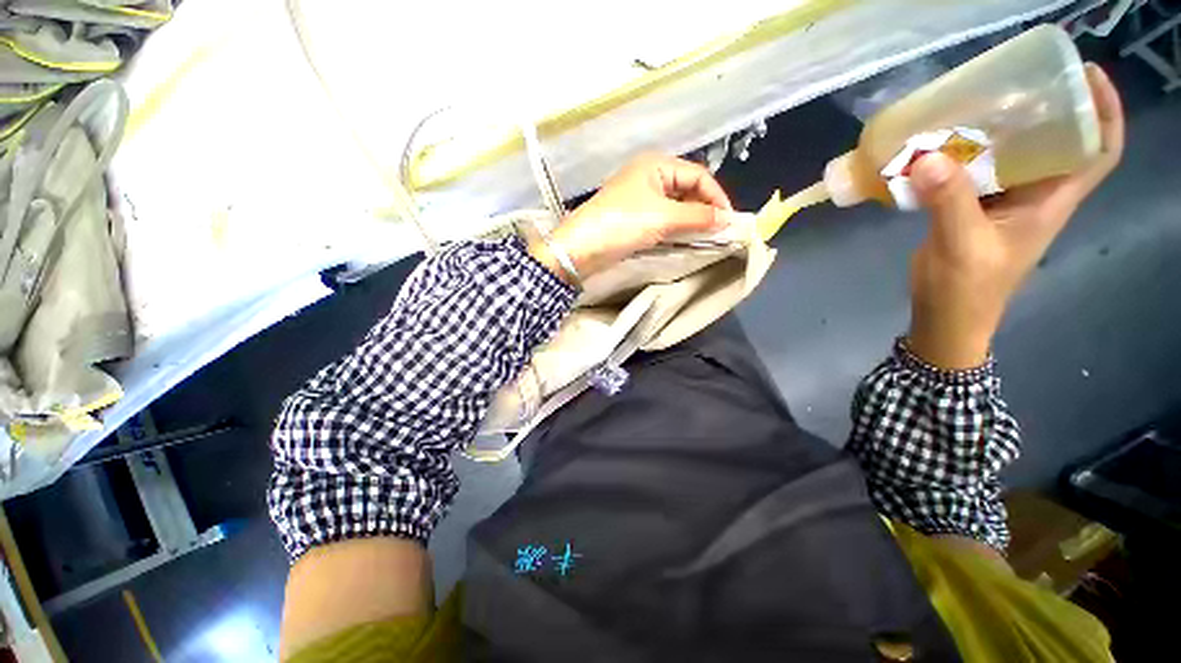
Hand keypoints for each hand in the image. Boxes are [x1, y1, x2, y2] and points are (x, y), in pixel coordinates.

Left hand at [528, 153, 733, 281]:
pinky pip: (663, 219)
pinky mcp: (633, 218)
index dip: (716, 196)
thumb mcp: (663, 218)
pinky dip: (676, 228)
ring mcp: (640, 199)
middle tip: (719, 232)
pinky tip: (685, 240)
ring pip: (675, 206)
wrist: (582, 248)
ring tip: (706, 238)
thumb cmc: (622, 224)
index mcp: (656, 165)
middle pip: (687, 190)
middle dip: (704, 209)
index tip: (729, 221)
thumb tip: (727, 220)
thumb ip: (697, 217)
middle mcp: (649, 177)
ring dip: (691, 221)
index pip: (697, 176)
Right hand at [907, 64, 1124, 368]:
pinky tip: (944, 146)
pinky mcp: (975, 208)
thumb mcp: (962, 246)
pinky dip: (965, 155)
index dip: (1104, 113)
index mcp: (1051, 202)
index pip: (1098, 153)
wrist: (945, 316)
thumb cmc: (966, 288)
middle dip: (1046, 108)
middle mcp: (1036, 195)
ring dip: (1000, 130)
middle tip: (1017, 81)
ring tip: (976, 105)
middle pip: (1057, 143)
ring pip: (1015, 155)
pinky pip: (978, 171)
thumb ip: (950, 202)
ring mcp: (1005, 202)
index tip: (1087, 75)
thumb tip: (928, 158)